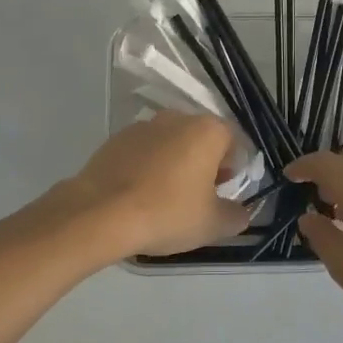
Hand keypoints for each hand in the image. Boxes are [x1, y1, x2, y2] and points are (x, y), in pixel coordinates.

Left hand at [64, 111, 251, 257]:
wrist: (100, 213)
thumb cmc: (167, 213)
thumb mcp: (213, 224)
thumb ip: (237, 216)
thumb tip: (241, 212)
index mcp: (207, 130)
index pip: (233, 141)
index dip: (233, 168)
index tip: (223, 193)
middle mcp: (177, 118)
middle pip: (201, 138)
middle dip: (204, 164)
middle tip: (198, 198)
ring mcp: (143, 126)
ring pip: (171, 143)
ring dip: (175, 163)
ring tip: (166, 198)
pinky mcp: (115, 139)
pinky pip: (143, 151)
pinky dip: (147, 167)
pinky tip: (139, 195)